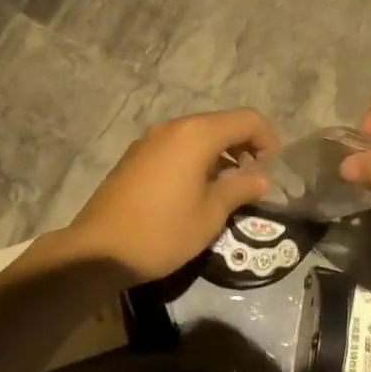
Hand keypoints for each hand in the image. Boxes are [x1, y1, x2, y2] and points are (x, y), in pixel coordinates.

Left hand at [66, 108, 279, 280]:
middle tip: (253, 180)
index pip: (247, 119)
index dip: (268, 139)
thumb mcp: (211, 214)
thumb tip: (261, 178)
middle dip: (244, 146)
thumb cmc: (163, 232)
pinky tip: (196, 191)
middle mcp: (173, 128)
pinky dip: (196, 160)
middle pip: (221, 123)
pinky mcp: (135, 157)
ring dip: (220, 154)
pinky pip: (176, 147)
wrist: (97, 252)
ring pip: (197, 135)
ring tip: (227, 188)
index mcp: (196, 135)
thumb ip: (240, 188)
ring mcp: (150, 141)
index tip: (273, 169)